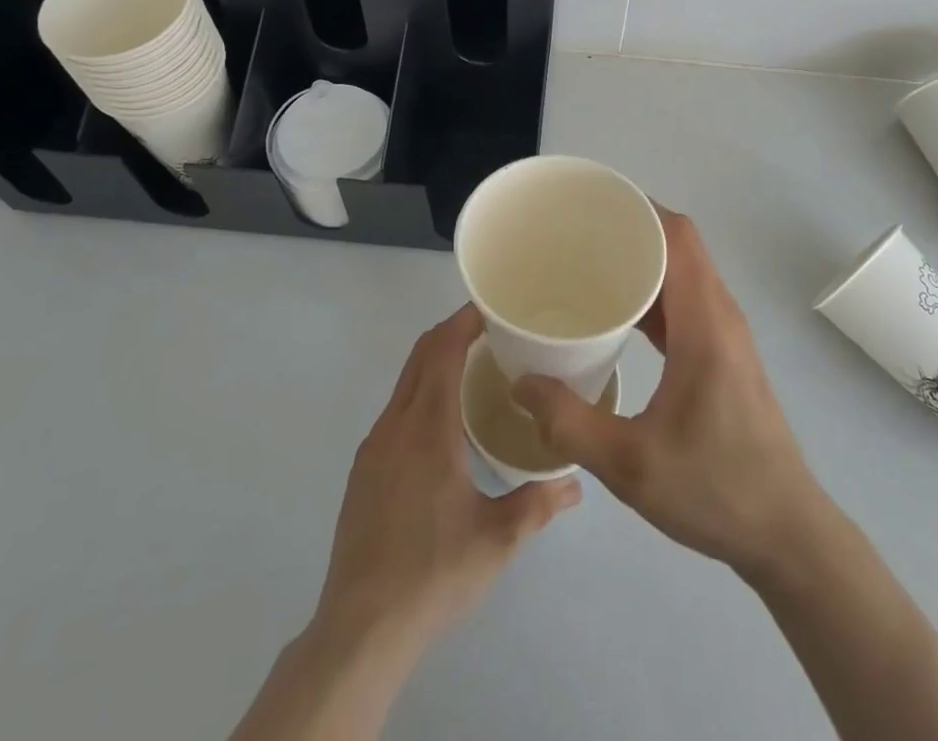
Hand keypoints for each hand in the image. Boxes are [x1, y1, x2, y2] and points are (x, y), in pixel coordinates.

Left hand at [313, 304, 581, 656]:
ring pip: (404, 381)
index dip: (464, 321)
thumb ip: (540, 503)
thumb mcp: (498, 539)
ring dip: (434, 362)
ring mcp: (374, 446)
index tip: (491, 308)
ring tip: (473, 370)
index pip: (443, 351)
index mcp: (428, 429)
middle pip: (420, 355)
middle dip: (451, 332)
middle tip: (490, 330)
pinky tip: (442, 423)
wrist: (361, 628)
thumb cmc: (434, 573)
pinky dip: (420, 391)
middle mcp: (396, 425)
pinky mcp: (363, 469)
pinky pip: (395, 409)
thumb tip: (577, 482)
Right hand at [512, 207, 827, 576]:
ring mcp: (725, 332)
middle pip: (680, 243)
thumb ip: (570, 422)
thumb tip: (520, 382)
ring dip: (643, 256)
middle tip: (574, 231)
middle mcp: (719, 313)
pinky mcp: (723, 352)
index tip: (590, 204)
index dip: (638, 208)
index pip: (677, 235)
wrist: (786, 532)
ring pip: (684, 269)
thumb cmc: (715, 489)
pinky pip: (685, 298)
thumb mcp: (631, 464)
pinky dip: (653, 288)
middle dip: (631, 225)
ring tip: (588, 261)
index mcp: (705, 321)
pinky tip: (616, 310)